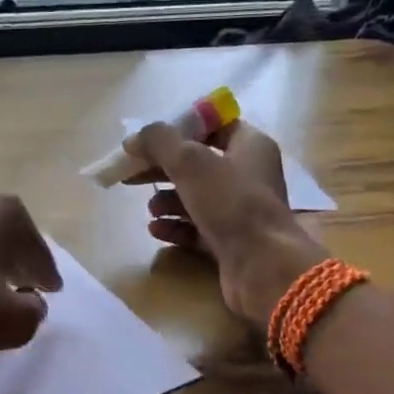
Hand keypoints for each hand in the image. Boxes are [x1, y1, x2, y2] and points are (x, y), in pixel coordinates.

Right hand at [124, 120, 324, 326]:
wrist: (261, 266)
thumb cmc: (230, 203)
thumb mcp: (190, 162)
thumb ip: (158, 142)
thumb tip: (133, 139)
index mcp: (249, 146)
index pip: (212, 126)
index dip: (180, 129)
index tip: (150, 140)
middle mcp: (248, 175)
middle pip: (197, 164)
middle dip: (163, 169)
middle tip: (132, 175)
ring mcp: (239, 211)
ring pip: (195, 198)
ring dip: (167, 201)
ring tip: (150, 210)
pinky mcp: (230, 242)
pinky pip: (196, 229)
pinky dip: (175, 227)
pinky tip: (156, 230)